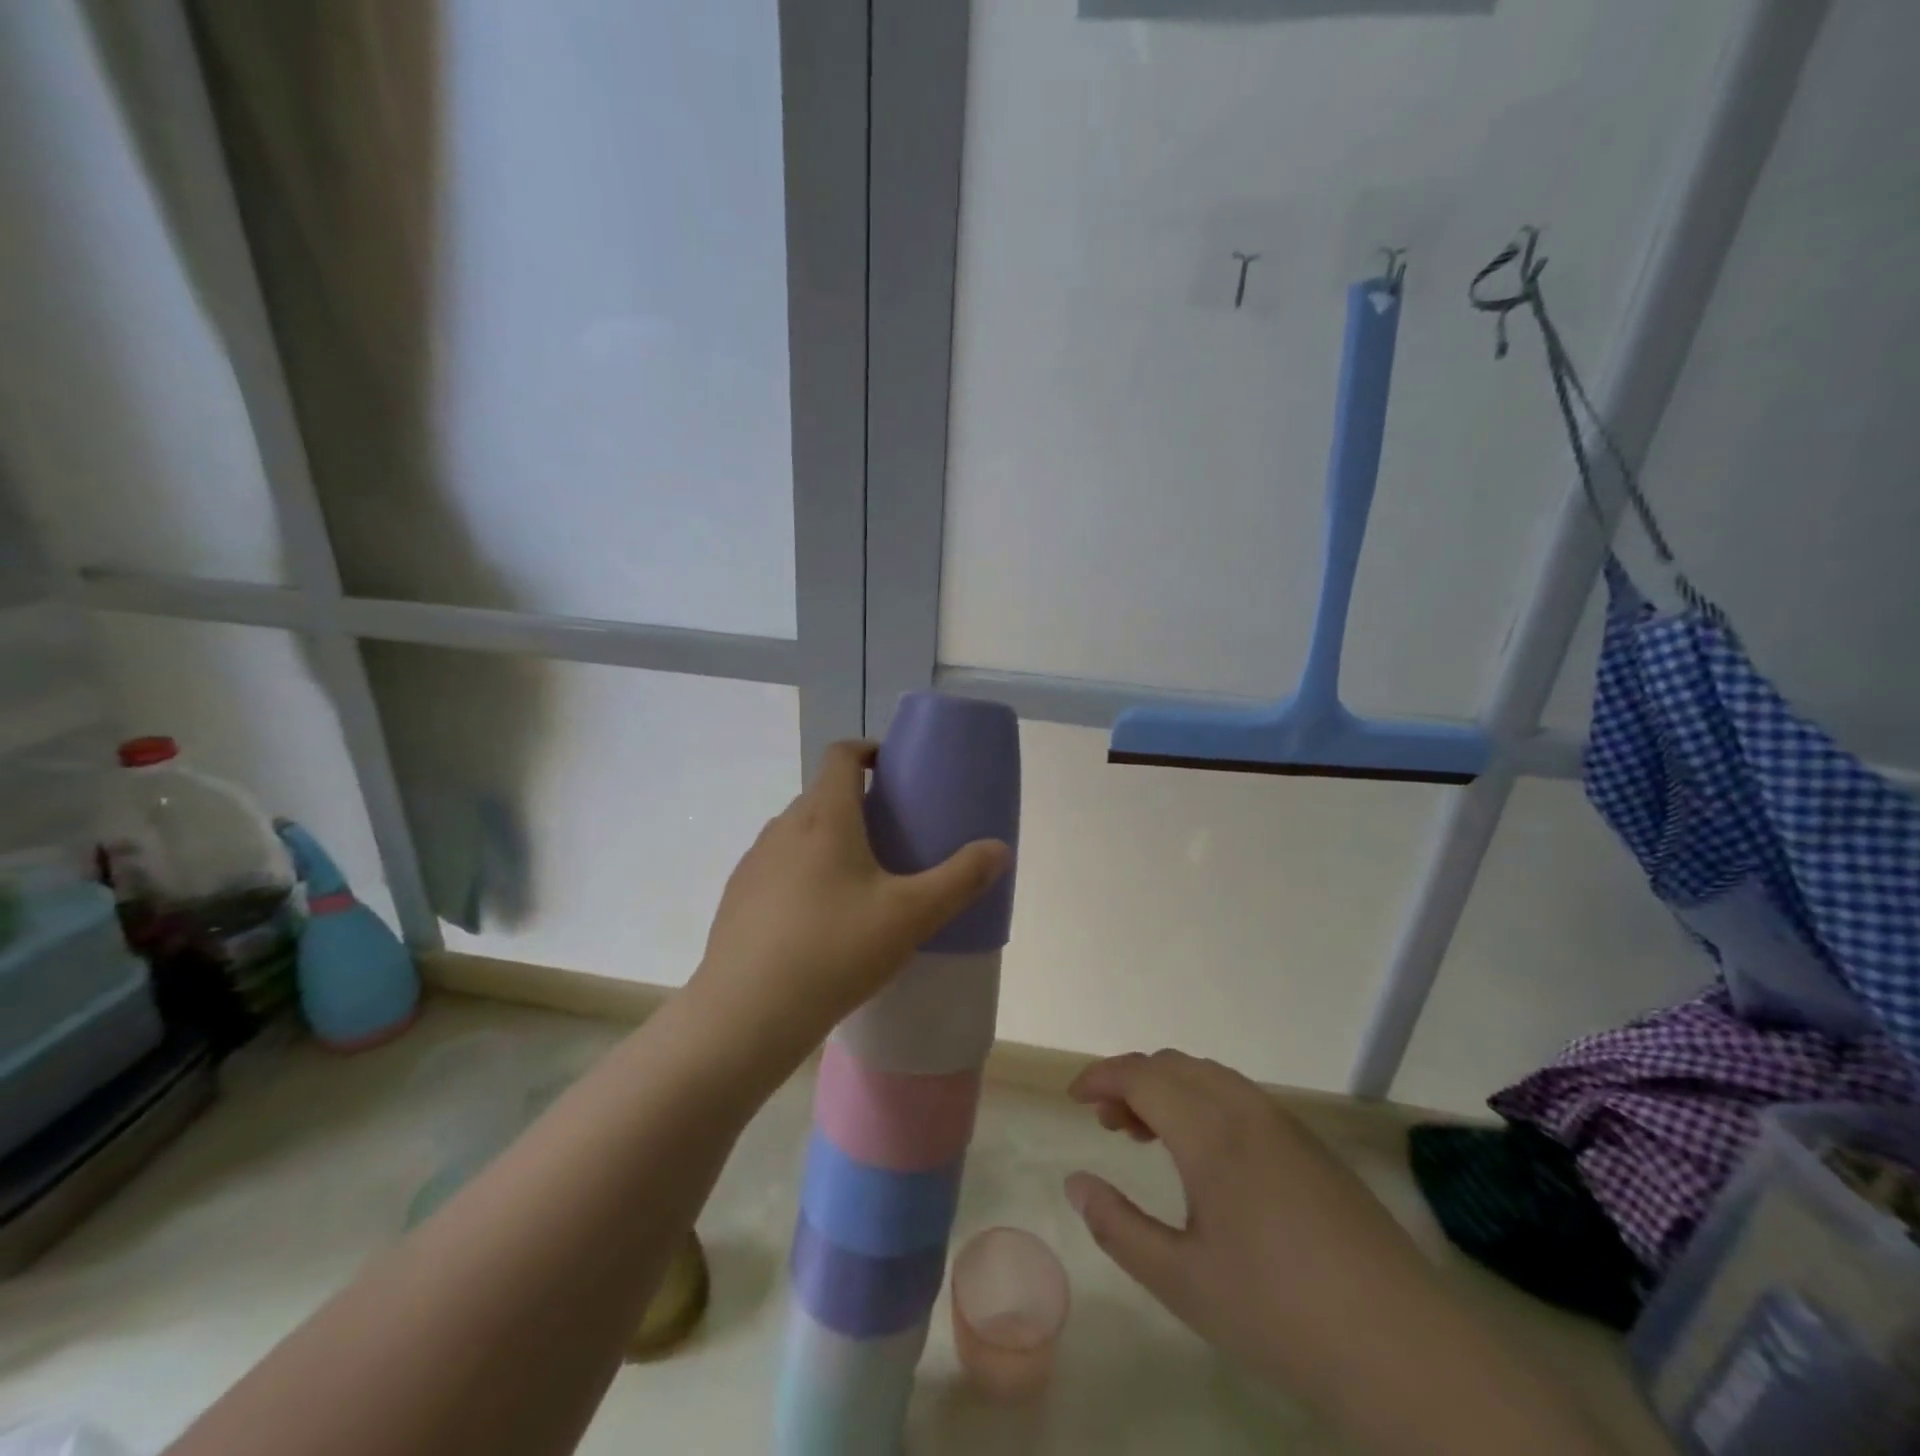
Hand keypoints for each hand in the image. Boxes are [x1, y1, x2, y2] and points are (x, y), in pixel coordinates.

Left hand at [689, 739, 1009, 1067]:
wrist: (746, 1015)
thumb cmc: (835, 951)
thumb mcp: (911, 916)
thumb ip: (960, 879)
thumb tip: (999, 849)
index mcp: (825, 817)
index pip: (840, 755)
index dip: (867, 749)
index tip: (892, 769)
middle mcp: (783, 828)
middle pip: (821, 795)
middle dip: (855, 803)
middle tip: (890, 835)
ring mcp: (754, 862)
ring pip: (797, 832)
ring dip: (826, 839)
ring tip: (857, 881)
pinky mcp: (737, 897)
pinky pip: (776, 867)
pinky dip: (801, 873)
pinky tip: (818, 921)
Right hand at [1063, 1051, 1439, 1396]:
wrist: (1403, 1348)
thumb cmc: (1279, 1313)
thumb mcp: (1182, 1282)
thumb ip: (1119, 1227)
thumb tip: (1076, 1183)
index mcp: (1210, 1131)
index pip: (1141, 1074)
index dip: (1101, 1076)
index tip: (1073, 1098)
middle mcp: (1245, 1109)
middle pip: (1173, 1065)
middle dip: (1131, 1081)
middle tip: (1108, 1124)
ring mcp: (1284, 1122)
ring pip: (1209, 1076)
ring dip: (1169, 1089)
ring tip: (1149, 1135)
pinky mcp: (1311, 1144)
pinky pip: (1240, 1096)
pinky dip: (1204, 1102)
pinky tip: (1207, 1155)